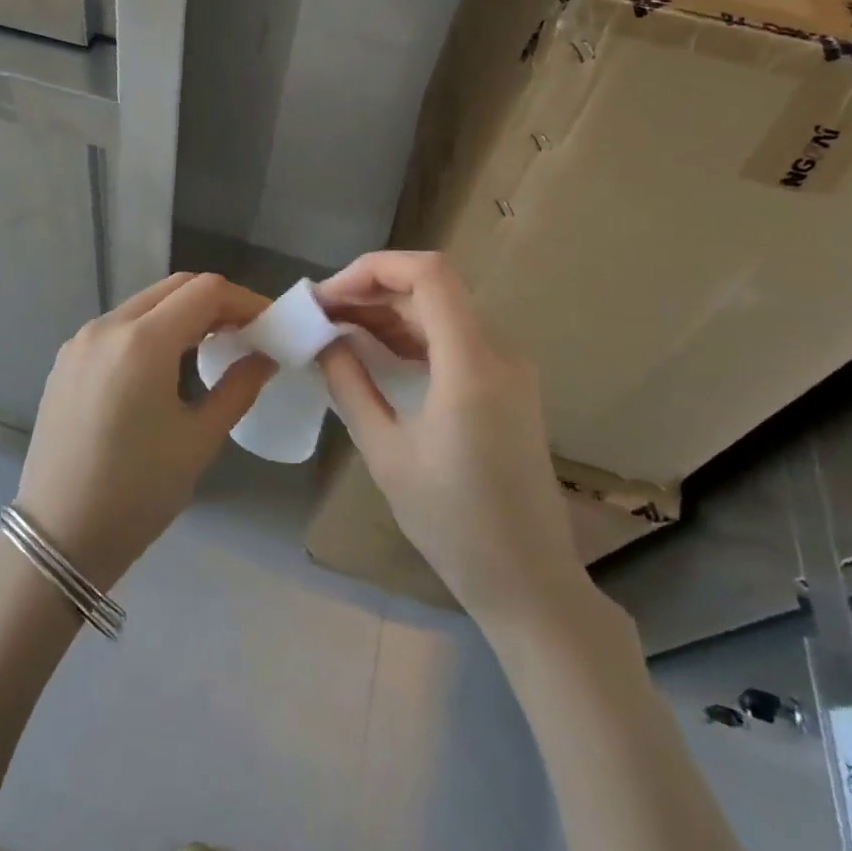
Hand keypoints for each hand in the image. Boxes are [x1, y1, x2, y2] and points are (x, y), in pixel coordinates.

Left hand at [14, 273, 274, 590]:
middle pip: (174, 287)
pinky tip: (166, 363)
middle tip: (246, 333)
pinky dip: (152, 329)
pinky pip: (120, 325)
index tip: (270, 324)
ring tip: (212, 346)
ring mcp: (81, 339)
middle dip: (216, 302)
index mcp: (142, 342)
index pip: (205, 291)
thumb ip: (239, 388)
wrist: (58, 535)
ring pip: (145, 302)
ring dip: (183, 313)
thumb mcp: (199, 440)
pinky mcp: (67, 358)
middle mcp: (108, 325)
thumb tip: (266, 356)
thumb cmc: (137, 492)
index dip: (244, 300)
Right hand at [314, 251, 584, 629]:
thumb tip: (323, 340)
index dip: (373, 269)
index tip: (328, 296)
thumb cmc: (453, 523)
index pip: (428, 274)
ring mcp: (508, 368)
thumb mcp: (386, 453)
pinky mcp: (507, 386)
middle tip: (322, 313)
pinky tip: (376, 350)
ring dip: (389, 310)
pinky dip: (412, 334)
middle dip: (372, 290)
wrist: (529, 581)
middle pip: (433, 287)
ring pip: (442, 309)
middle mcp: (498, 352)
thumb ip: (350, 385)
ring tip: (338, 328)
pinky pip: (455, 337)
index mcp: (472, 364)